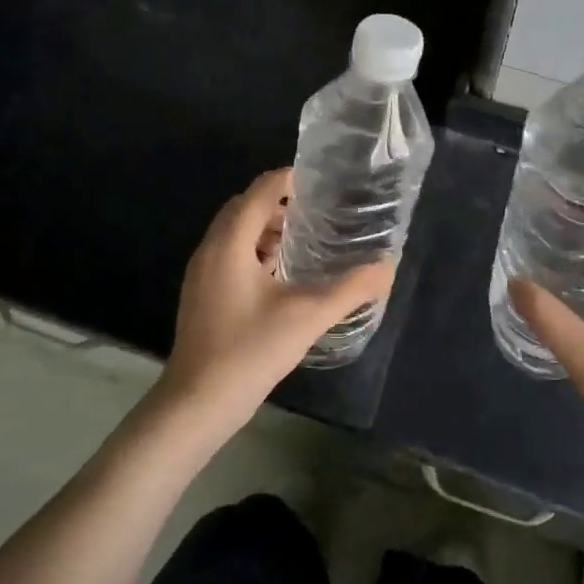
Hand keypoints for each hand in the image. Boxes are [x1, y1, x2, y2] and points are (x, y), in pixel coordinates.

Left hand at [158, 169, 393, 435]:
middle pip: (245, 207)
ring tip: (304, 241)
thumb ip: (350, 289)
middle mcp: (210, 248)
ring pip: (235, 232)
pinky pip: (230, 254)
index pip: (260, 189)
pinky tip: (281, 275)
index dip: (290, 179)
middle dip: (279, 202)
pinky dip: (255, 251)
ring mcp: (202, 273)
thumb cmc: (249, 350)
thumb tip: (387, 267)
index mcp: (230, 241)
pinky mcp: (202, 295)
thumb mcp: (308, 316)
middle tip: (318, 212)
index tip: (323, 184)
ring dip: (266, 228)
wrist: (196, 404)